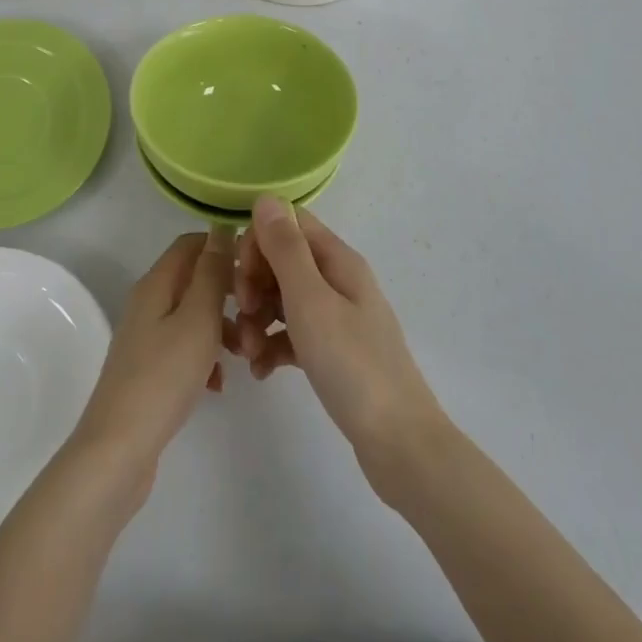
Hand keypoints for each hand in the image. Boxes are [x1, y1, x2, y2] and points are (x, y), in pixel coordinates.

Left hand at [68, 231, 231, 502]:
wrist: (120, 448)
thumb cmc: (164, 376)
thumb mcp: (198, 319)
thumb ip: (212, 274)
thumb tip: (222, 229)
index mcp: (156, 283)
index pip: (192, 243)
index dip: (224, 247)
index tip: (258, 268)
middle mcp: (148, 301)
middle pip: (194, 279)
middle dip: (229, 293)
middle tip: (256, 316)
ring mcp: (146, 335)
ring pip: (193, 315)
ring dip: (221, 328)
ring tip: (245, 354)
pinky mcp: (149, 367)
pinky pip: (184, 347)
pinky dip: (205, 356)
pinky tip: (219, 384)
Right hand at [230, 199, 446, 482]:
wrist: (399, 444)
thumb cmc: (352, 365)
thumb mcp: (311, 301)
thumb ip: (286, 248)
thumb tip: (266, 197)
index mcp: (337, 260)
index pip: (288, 224)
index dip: (258, 243)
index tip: (242, 278)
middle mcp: (338, 281)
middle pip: (283, 261)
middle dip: (254, 284)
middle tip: (243, 317)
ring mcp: (338, 318)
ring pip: (284, 299)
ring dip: (258, 319)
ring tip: (247, 354)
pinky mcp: (333, 352)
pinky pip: (292, 334)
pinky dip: (273, 345)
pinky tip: (261, 372)